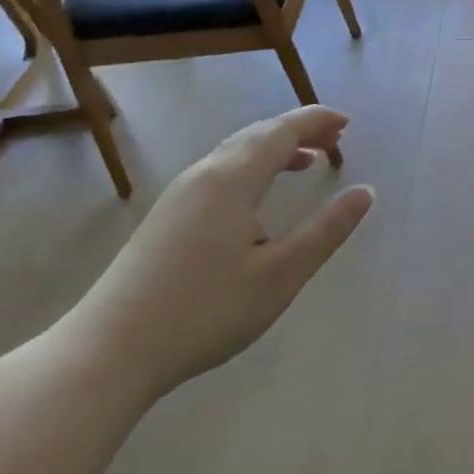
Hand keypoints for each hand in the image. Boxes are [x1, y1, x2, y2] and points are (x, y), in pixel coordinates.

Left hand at [52, 106, 373, 401]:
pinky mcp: (165, 218)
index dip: (316, 121)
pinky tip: (258, 198)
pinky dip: (252, 168)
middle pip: (257, 135)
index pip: (281, 131)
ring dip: (274, 149)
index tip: (348, 122)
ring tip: (306, 161)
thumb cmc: (204, 311)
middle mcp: (203, 176)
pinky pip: (220, 172)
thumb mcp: (280, 275)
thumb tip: (366, 192)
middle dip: (299, 131)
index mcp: (232, 180)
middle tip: (335, 140)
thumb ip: (326, 231)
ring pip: (235, 154)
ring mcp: (179, 196)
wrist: (108, 352)